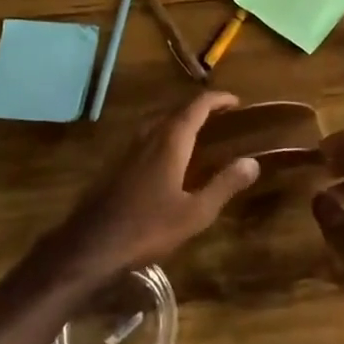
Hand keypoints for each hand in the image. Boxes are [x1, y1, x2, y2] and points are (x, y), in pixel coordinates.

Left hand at [46, 92, 258, 284]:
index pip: (197, 106)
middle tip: (222, 117)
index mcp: (171, 140)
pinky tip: (169, 156)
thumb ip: (224, 184)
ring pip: (159, 121)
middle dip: (201, 108)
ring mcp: (129, 147)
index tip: (236, 102)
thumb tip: (252, 162)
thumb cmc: (148, 227)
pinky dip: (165, 134)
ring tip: (199, 132)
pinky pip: (147, 135)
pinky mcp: (117, 162)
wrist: (91, 244)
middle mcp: (149, 134)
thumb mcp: (195, 212)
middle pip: (177, 109)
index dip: (218, 99)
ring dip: (181, 119)